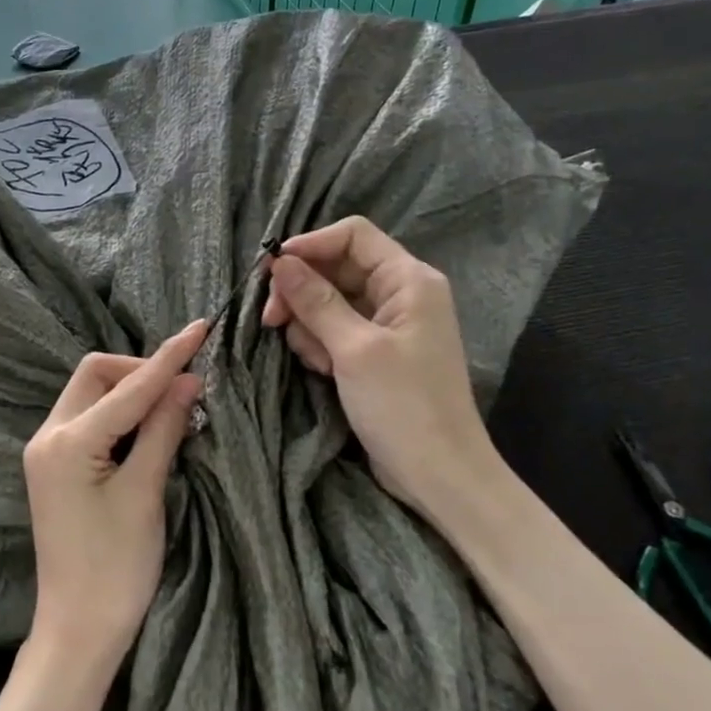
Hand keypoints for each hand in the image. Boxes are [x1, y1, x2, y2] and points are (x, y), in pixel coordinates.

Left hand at [22, 321, 207, 665]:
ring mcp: (47, 452)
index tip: (200, 329)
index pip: (127, 387)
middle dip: (140, 372)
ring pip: (91, 395)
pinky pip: (88, 420)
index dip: (168, 358)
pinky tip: (148, 427)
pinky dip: (119, 415)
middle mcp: (47, 436)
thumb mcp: (145, 493)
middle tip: (184, 390)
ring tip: (174, 407)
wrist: (78, 627)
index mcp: (67, 441)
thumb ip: (163, 429)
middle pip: (96, 375)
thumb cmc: (116, 568)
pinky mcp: (55, 467)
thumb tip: (188, 380)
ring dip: (131, 392)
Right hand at [261, 217, 495, 512]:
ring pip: (329, 302)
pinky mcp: (375, 353)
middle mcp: (400, 294)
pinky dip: (321, 345)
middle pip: (336, 269)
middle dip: (302, 292)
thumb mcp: (354, 349)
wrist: (438, 474)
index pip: (353, 235)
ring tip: (316, 361)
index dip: (311, 245)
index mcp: (408, 280)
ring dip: (310, 326)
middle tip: (271, 321)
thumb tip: (280, 262)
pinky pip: (335, 331)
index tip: (272, 270)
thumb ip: (316, 301)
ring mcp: (388, 325)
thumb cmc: (403, 405)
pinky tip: (323, 371)